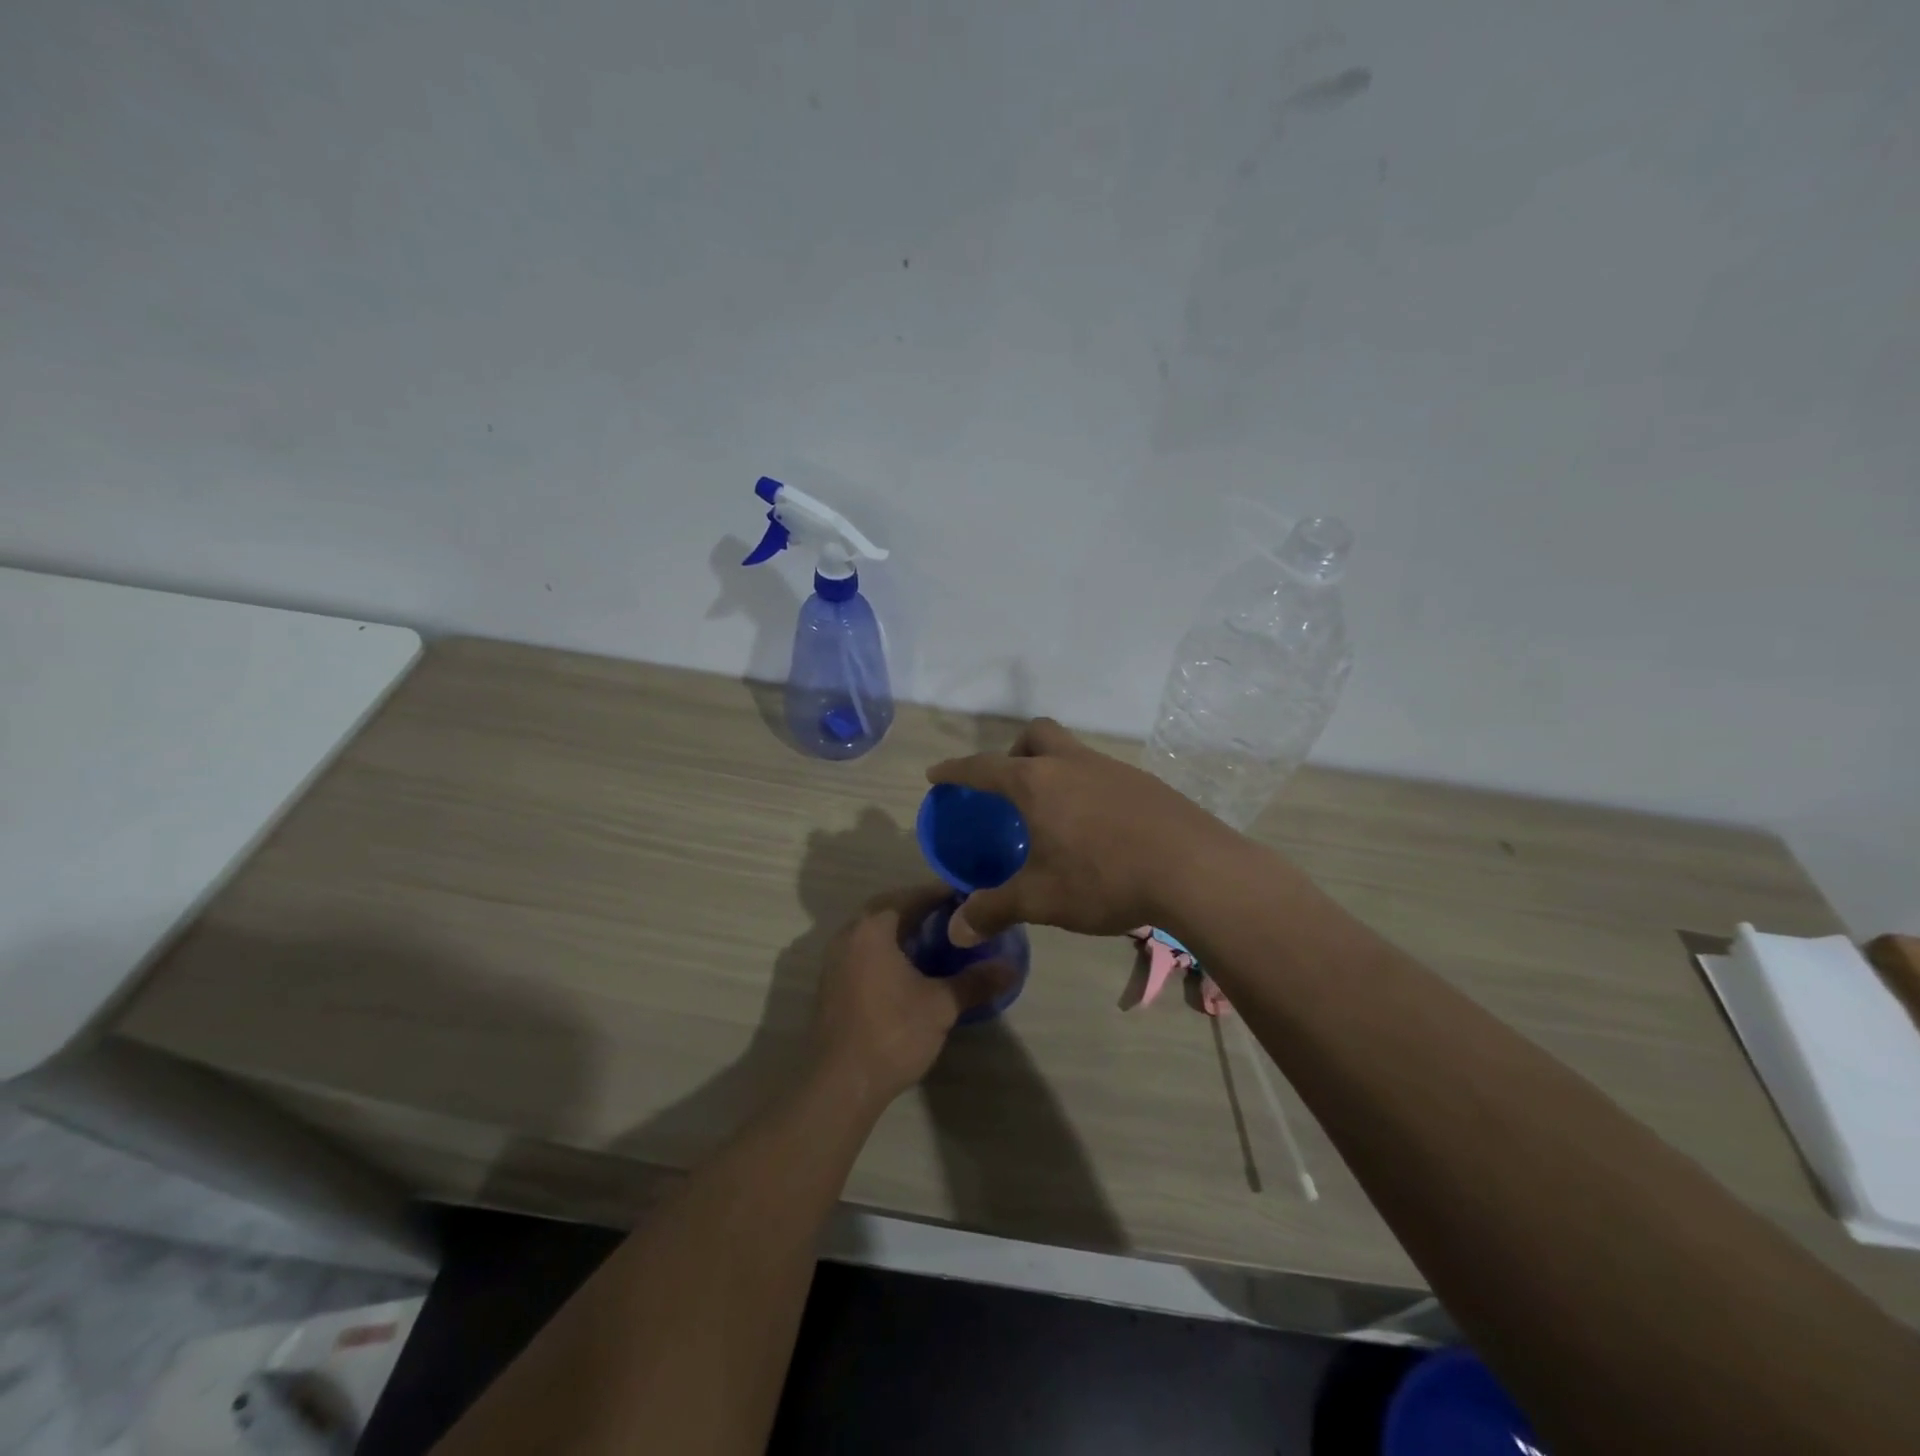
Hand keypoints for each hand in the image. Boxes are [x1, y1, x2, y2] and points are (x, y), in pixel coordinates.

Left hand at [812, 887, 1015, 1107]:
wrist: (838, 1084)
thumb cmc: (891, 1034)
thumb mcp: (941, 1006)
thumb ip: (976, 982)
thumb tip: (1011, 967)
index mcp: (873, 927)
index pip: (913, 896)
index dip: (944, 894)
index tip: (971, 898)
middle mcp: (849, 933)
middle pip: (890, 907)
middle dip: (922, 908)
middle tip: (956, 916)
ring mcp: (836, 958)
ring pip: (875, 929)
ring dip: (903, 928)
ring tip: (937, 939)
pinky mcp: (833, 981)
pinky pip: (865, 949)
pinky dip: (888, 948)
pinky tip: (910, 967)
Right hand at [927, 718, 1236, 945]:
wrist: (1194, 870)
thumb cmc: (1104, 878)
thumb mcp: (1041, 899)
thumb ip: (994, 910)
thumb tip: (955, 931)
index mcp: (1038, 783)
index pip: (984, 767)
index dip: (956, 770)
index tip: (937, 773)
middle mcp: (1072, 764)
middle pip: (1036, 735)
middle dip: (1014, 750)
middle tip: (1010, 786)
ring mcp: (1113, 769)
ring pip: (1073, 751)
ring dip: (1054, 769)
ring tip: (1054, 812)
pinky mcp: (1145, 783)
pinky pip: (1102, 773)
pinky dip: (1087, 787)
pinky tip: (1097, 827)